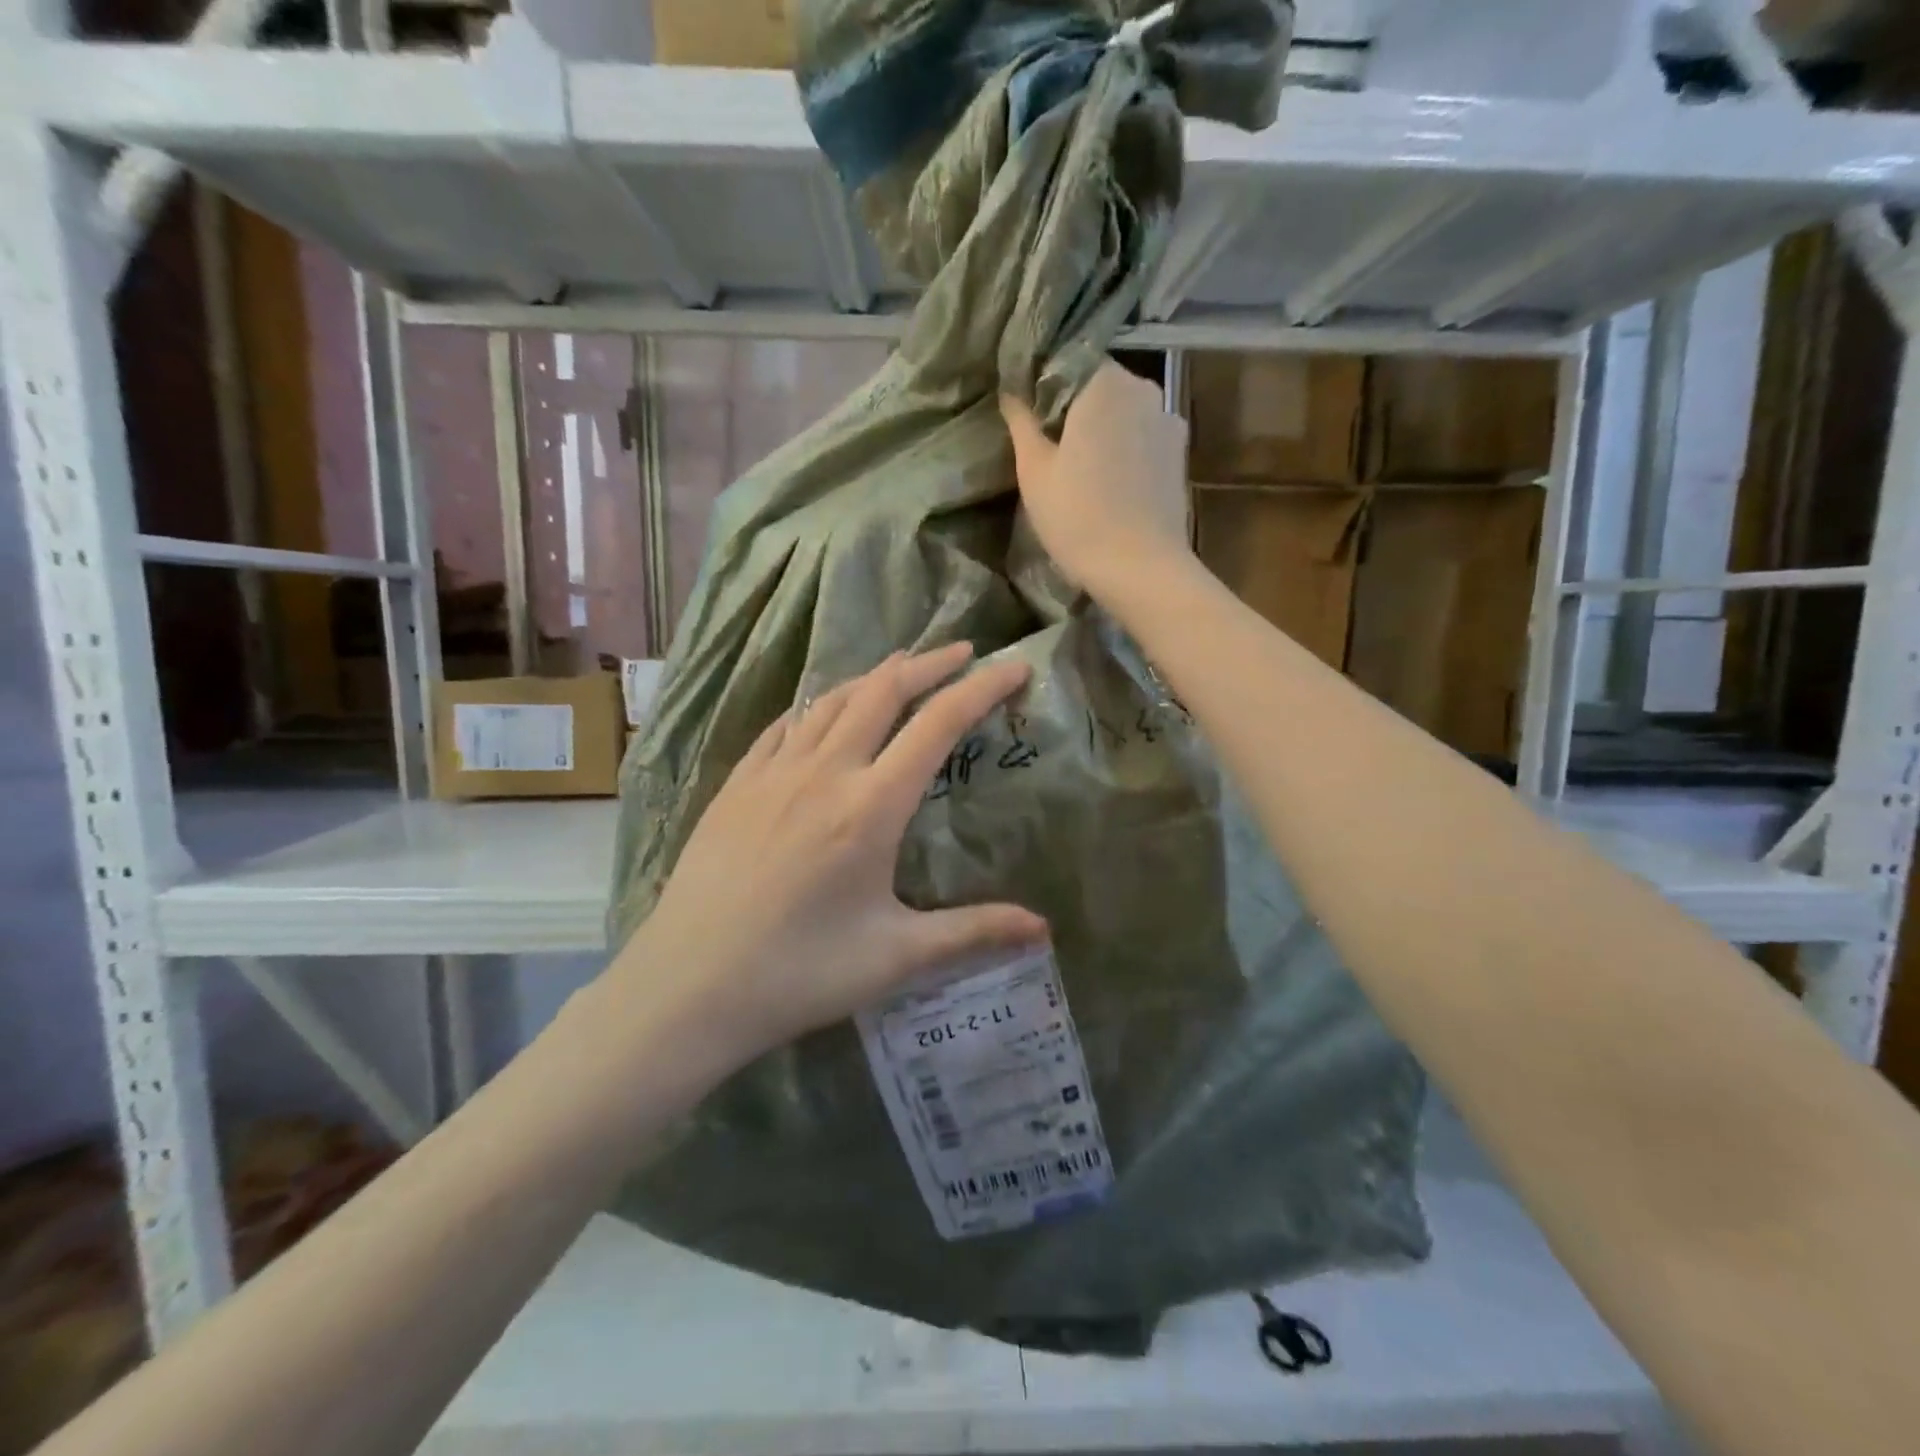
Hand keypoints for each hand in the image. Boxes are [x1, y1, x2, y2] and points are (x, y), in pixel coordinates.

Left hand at [614, 644, 1048, 1066]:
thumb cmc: (799, 974)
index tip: (1013, 667)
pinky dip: (820, 703)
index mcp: (870, 807)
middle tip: (964, 651)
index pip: (938, 725)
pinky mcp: (737, 783)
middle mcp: (824, 772)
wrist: (687, 986)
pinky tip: (825, 709)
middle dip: (930, 664)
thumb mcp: (896, 956)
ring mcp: (773, 772)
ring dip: (876, 675)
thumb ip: (974, 932)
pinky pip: (786, 723)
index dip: (981, 689)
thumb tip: (1044, 930)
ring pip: (832, 698)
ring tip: (904, 668)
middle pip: (884, 691)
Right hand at [1001, 361, 1192, 596]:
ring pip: (1124, 413)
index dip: (1044, 386)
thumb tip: (1010, 391)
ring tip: (1080, 468)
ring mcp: (1168, 421)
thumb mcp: (1034, 470)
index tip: (1028, 417)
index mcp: (1104, 383)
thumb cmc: (1078, 517)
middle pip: (1099, 386)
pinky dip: (1125, 449)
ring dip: (1101, 430)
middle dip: (1073, 408)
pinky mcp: (1179, 455)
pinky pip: (1143, 438)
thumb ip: (1022, 422)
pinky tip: (1109, 482)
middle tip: (1048, 446)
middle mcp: (1143, 388)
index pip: (1067, 362)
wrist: (1140, 569)